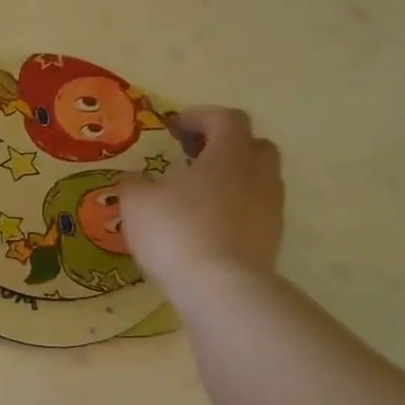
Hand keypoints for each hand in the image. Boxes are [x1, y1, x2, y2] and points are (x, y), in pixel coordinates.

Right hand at [120, 107, 283, 304]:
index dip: (200, 117)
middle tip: (191, 158)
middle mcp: (258, 173)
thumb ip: (133, 184)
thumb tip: (135, 179)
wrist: (222, 287)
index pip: (226, 119)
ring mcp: (270, 207)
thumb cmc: (177, 232)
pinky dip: (232, 209)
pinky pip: (253, 210)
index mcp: (229, 154)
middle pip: (252, 145)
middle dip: (223, 146)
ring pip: (256, 179)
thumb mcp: (136, 203)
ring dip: (229, 179)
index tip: (174, 127)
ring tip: (194, 196)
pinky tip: (204, 226)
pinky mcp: (270, 237)